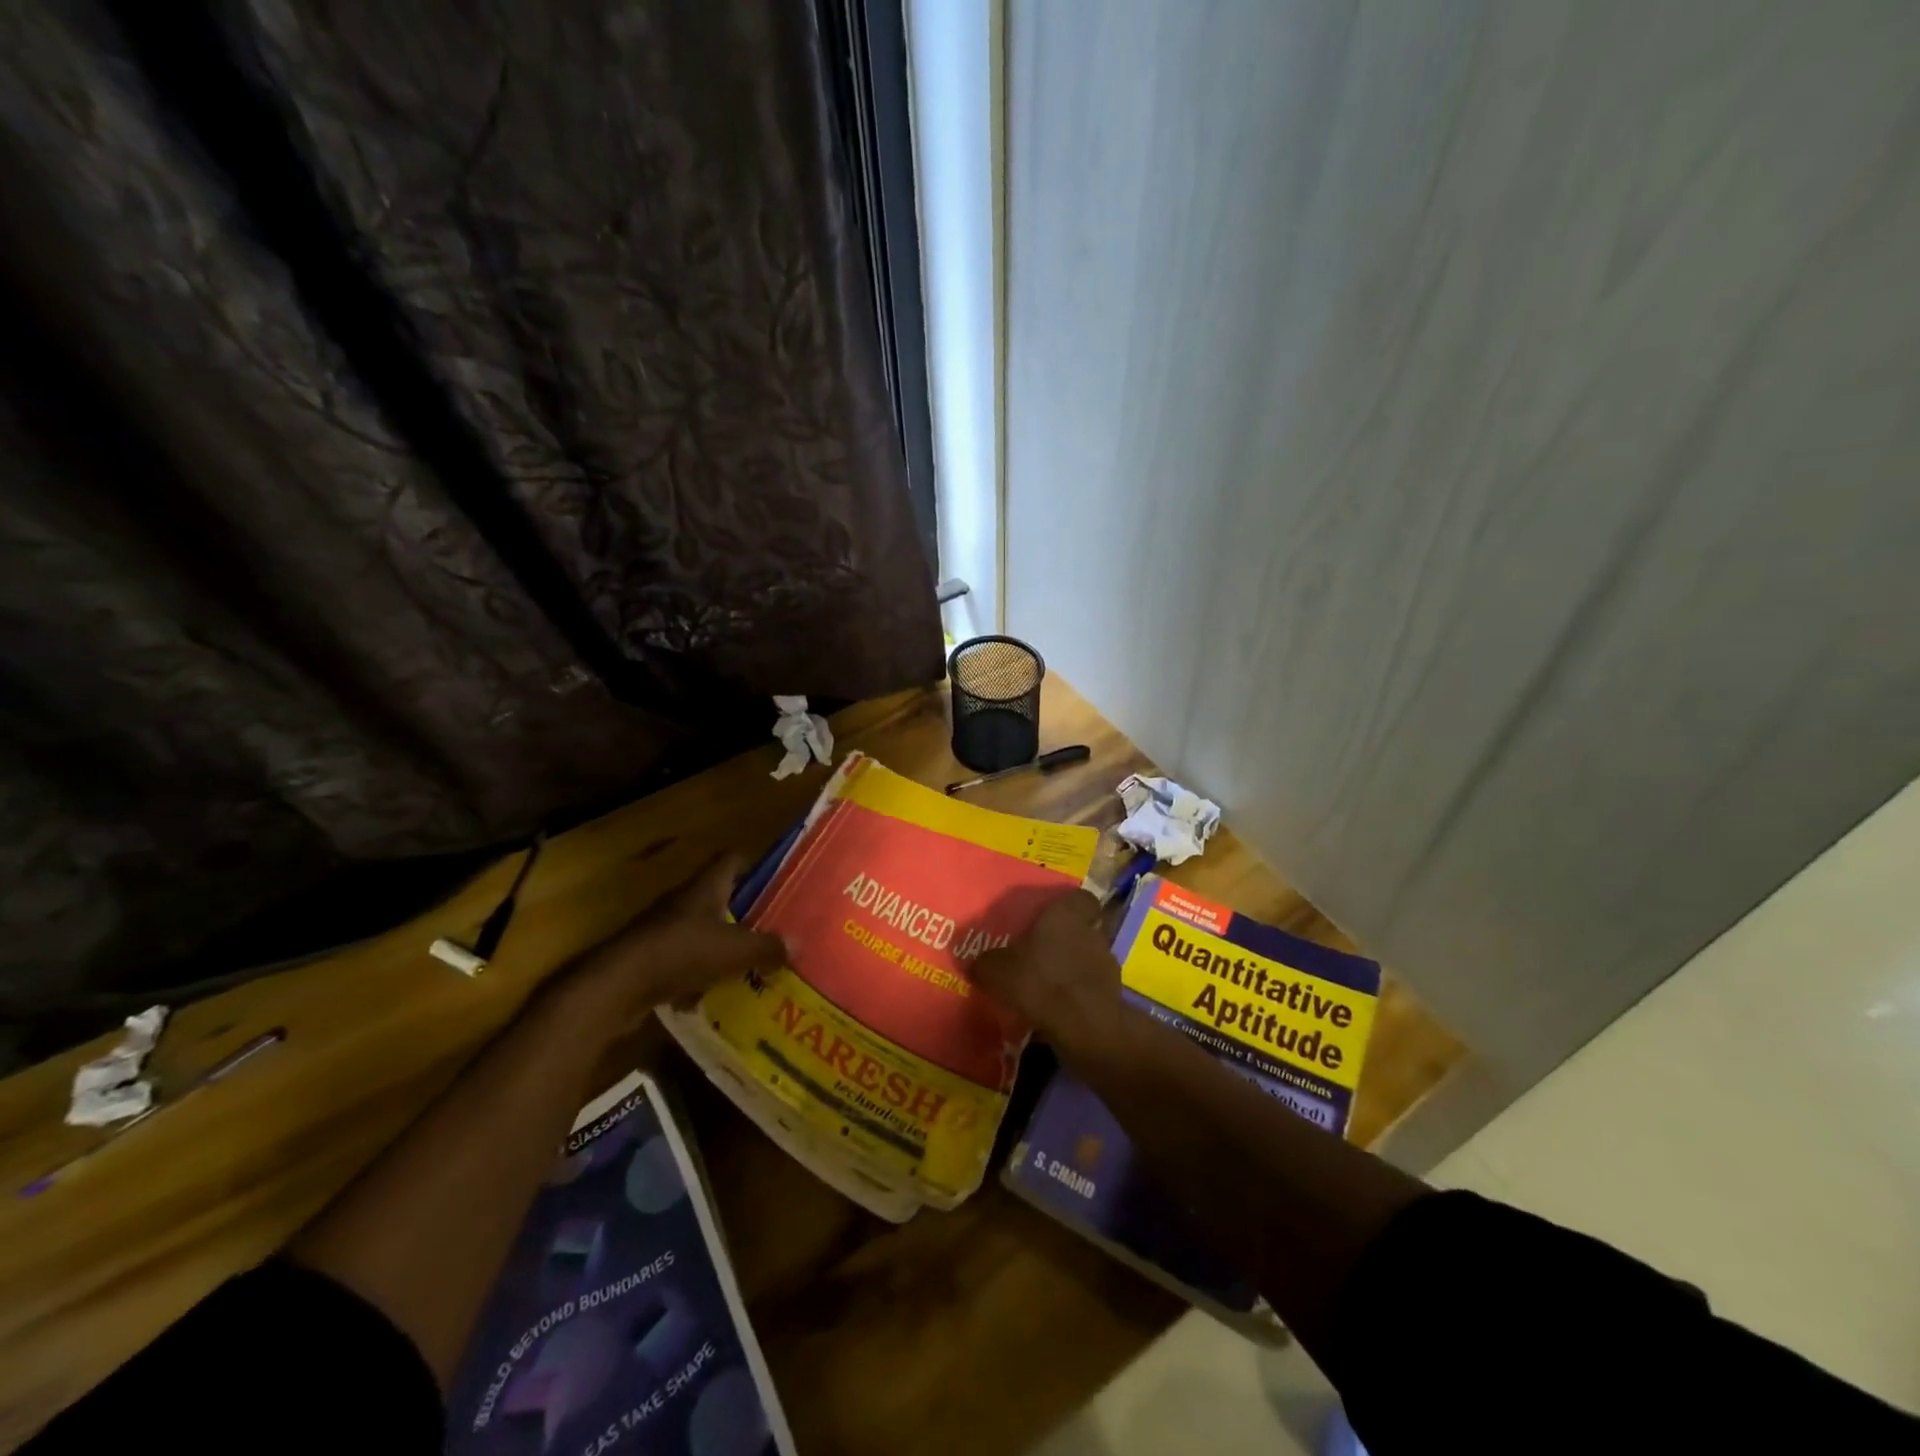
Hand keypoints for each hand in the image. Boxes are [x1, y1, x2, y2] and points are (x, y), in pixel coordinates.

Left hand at [555, 853, 786, 1033]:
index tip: (777, 878)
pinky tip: (710, 996)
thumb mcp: (735, 950)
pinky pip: (682, 961)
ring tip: (749, 962)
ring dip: (720, 945)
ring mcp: (663, 929)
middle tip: (772, 925)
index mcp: (706, 887)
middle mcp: (683, 901)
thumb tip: (797, 944)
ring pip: (701, 930)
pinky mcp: (649, 959)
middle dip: (743, 910)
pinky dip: (696, 975)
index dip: (755, 864)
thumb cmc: (682, 952)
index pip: (732, 859)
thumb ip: (767, 947)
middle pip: (719, 896)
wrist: (619, 985)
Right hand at [971, 890, 1124, 1053]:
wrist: (1083, 1026)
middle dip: (1065, 939)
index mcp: (1067, 913)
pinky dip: (1078, 993)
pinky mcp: (1113, 993)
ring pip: (1087, 957)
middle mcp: (1091, 931)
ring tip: (1048, 983)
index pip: (1080, 897)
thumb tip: (975, 963)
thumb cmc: (1039, 981)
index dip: (1068, 905)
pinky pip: (1091, 986)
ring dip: (1072, 967)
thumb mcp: (996, 971)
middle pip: (1082, 928)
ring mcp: (1107, 963)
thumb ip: (985, 963)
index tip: (1051, 916)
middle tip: (1041, 952)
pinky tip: (1058, 1006)